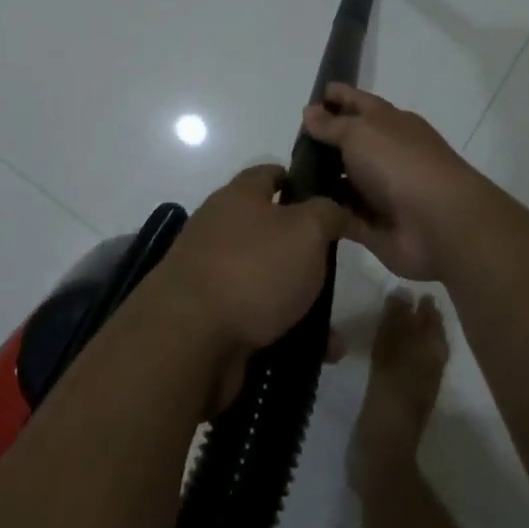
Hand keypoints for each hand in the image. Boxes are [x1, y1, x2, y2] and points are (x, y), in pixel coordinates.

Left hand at [152, 165, 348, 358]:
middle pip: (271, 232)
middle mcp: (222, 230)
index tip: (328, 197)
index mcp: (238, 197)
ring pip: (269, 281)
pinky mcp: (215, 319)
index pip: (269, 174)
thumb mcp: (306, 230)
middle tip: (338, 266)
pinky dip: (290, 334)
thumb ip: (328, 213)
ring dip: (303, 302)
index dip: (299, 180)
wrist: (191, 337)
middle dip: (306, 251)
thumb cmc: (253, 268)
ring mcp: (215, 276)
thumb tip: (334, 210)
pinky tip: (320, 353)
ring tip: (335, 325)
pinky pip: (262, 321)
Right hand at [300, 84, 485, 281]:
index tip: (305, 101)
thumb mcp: (360, 132)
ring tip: (283, 179)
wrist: (439, 224)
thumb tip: (310, 111)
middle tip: (288, 146)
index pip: (356, 102)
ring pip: (342, 181)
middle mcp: (385, 153)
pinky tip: (297, 210)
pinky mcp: (373, 225)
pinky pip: (341, 215)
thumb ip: (331, 124)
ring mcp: (380, 191)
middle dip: (319, 143)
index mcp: (388, 123)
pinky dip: (323, 212)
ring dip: (317, 180)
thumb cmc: (399, 163)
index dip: (334, 97)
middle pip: (347, 143)